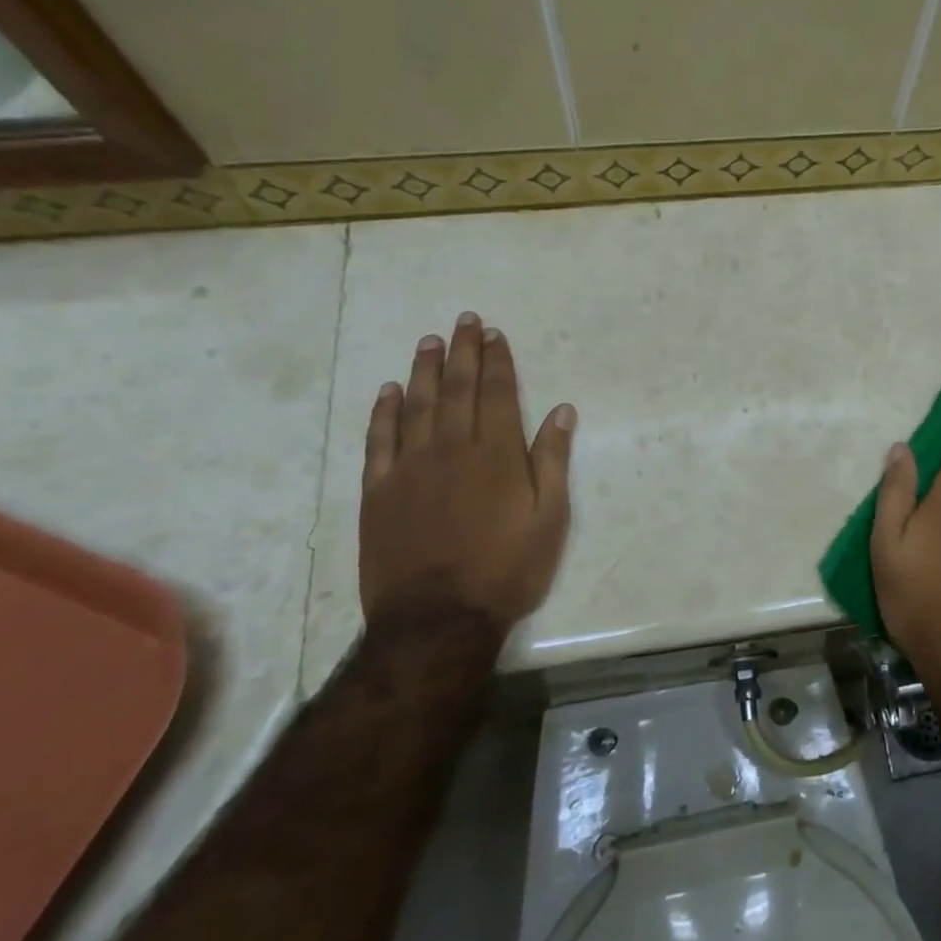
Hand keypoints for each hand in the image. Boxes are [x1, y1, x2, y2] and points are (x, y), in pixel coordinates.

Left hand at [359, 312, 574, 637]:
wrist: (437, 619)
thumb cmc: (507, 569)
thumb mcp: (550, 518)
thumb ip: (552, 460)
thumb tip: (561, 411)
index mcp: (496, 454)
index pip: (496, 393)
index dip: (497, 361)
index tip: (495, 335)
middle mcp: (451, 448)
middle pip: (457, 389)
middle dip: (463, 352)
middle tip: (465, 321)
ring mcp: (409, 468)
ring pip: (417, 405)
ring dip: (425, 370)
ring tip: (430, 341)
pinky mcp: (378, 491)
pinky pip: (380, 440)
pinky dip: (385, 412)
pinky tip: (389, 391)